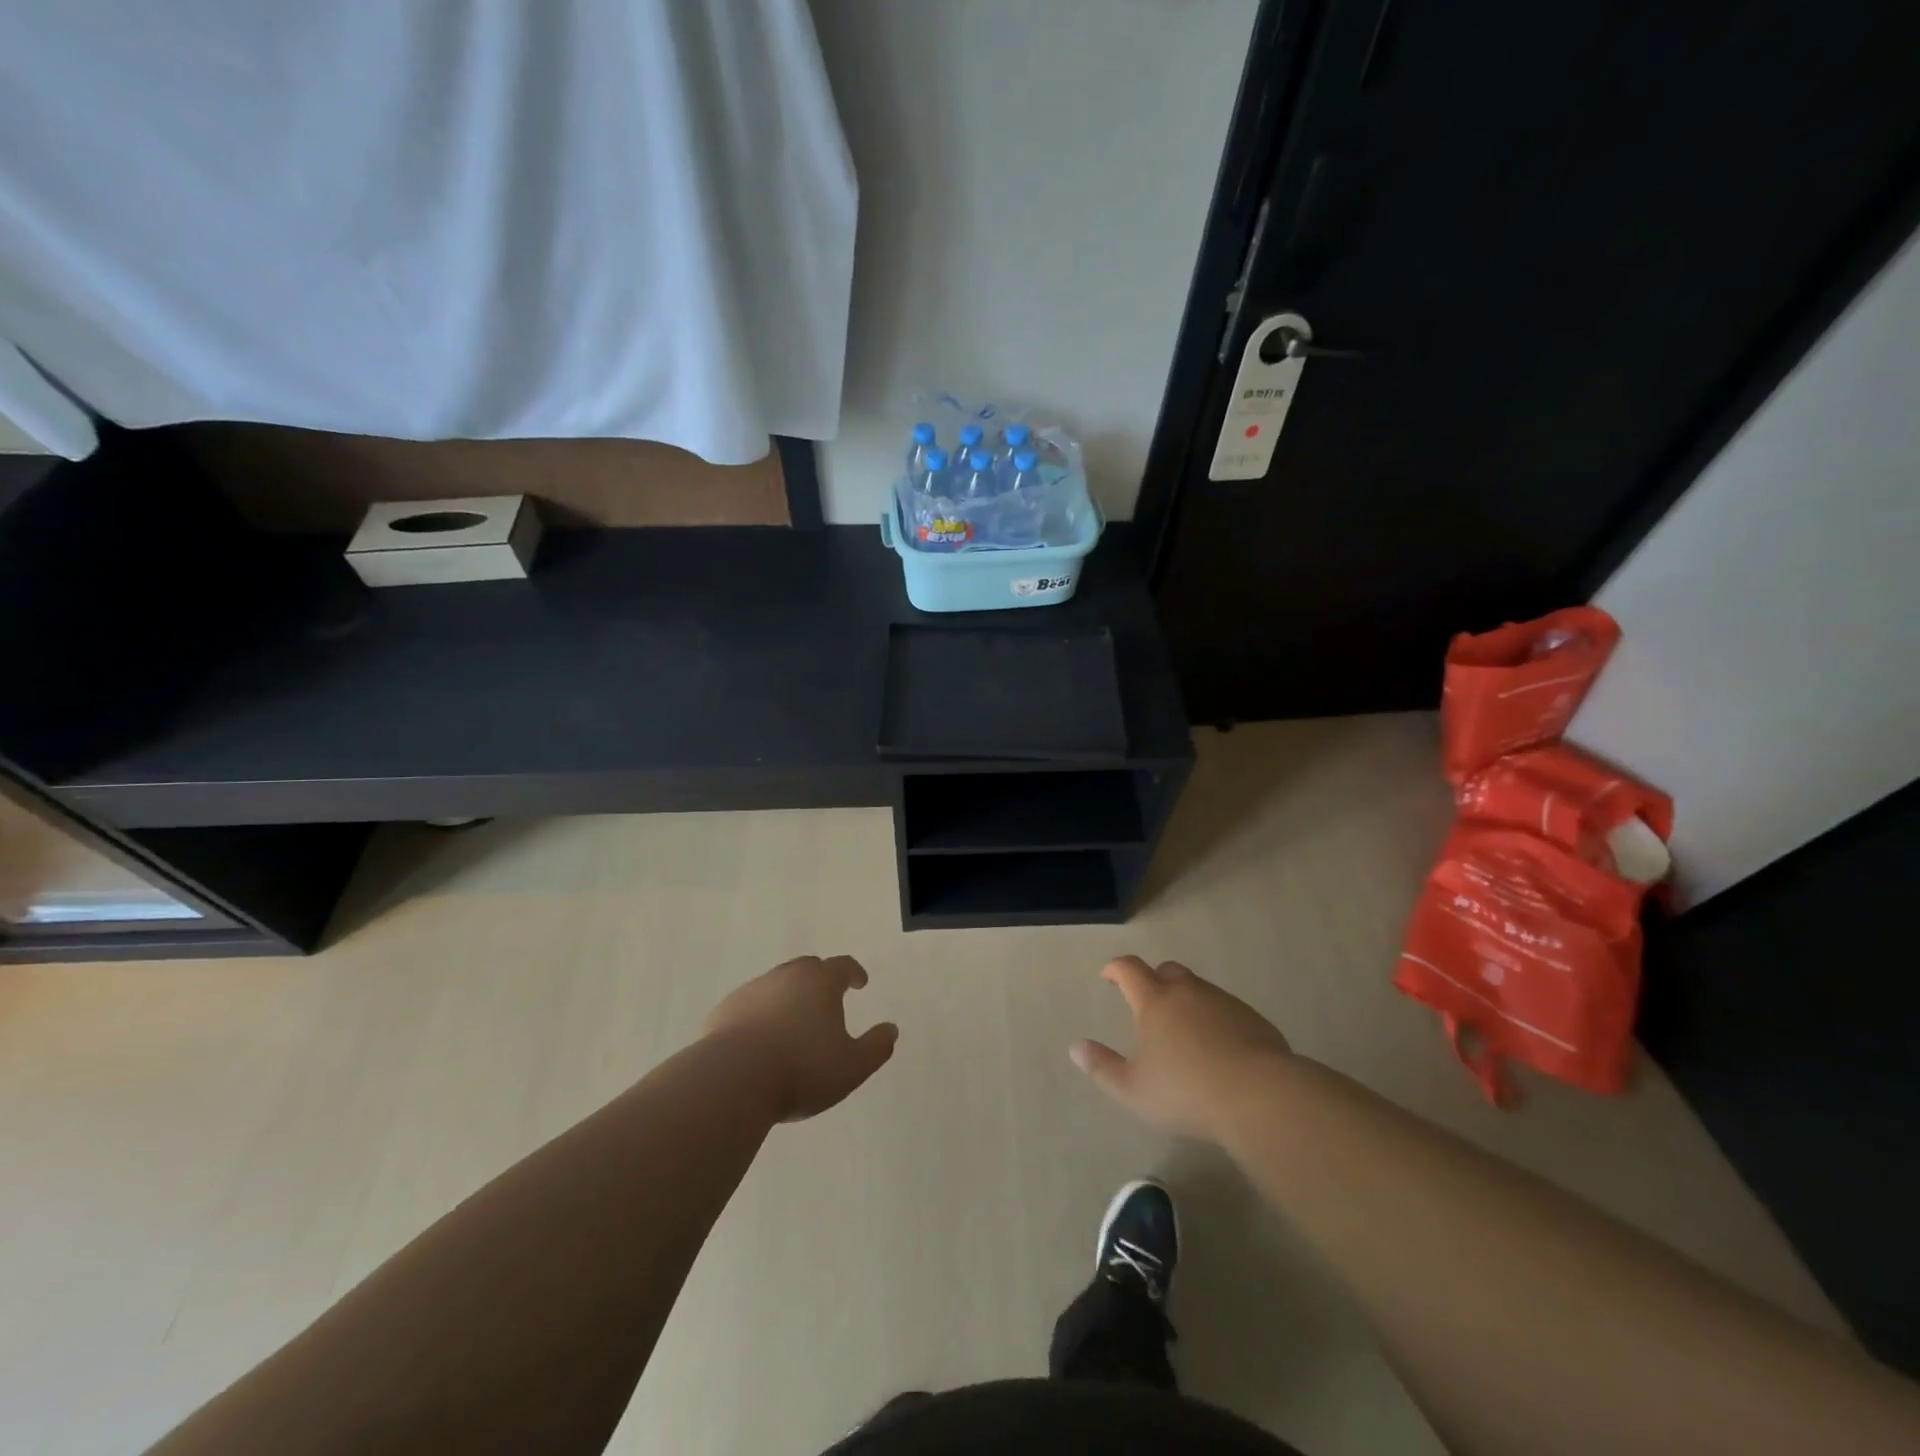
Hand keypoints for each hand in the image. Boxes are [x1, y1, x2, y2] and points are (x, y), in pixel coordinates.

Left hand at [704, 955, 898, 1122]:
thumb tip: (891, 1030)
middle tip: (827, 998)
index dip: (854, 973)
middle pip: (807, 969)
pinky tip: (760, 1040)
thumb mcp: (852, 1067)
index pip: (843, 966)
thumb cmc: (801, 1070)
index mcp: (820, 982)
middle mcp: (786, 977)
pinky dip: (760, 1016)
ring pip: (776, 986)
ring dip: (788, 998)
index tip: (860, 982)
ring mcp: (752, 991)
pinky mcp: (724, 1011)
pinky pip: (750, 1006)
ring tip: (793, 1024)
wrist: (731, 1081)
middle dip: (820, 979)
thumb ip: (877, 1047)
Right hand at [1072, 956, 1292, 1141]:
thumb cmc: (1186, 1092)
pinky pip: (1227, 1009)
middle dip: (1154, 979)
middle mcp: (1188, 992)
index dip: (1115, 968)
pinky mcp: (1253, 1019)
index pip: (1129, 969)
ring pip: (1199, 988)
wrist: (1260, 1096)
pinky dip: (1216, 1018)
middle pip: (1167, 971)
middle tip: (1148, 1001)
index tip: (1108, 975)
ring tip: (1184, 1028)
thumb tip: (1076, 1048)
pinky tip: (1219, 1046)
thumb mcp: (1133, 1089)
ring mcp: (1224, 1003)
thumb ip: (1102, 1067)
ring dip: (1187, 999)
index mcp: (1154, 1002)